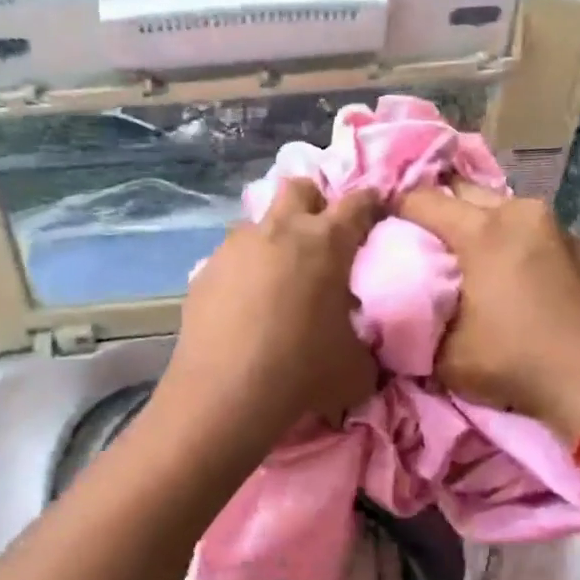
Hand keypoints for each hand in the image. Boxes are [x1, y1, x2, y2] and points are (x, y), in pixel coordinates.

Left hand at [159, 179, 381, 444]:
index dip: (371, 203)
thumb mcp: (356, 367)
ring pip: (257, 221)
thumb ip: (364, 344)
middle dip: (314, 202)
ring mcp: (236, 247)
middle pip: (299, 188)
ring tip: (277, 275)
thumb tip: (360, 344)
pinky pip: (229, 257)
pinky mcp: (204, 270)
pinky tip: (242, 304)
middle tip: (320, 236)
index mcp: (327, 242)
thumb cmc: (303, 371)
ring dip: (272, 237)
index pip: (359, 202)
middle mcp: (280, 231)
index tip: (375, 212)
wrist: (226, 391)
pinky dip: (242, 270)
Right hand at [396, 183, 579, 440]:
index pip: (422, 200)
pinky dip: (509, 240)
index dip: (393, 208)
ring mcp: (556, 226)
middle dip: (438, 207)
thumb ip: (417, 323)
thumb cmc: (515, 364)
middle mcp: (520, 213)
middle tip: (419, 236)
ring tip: (462, 253)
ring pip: (501, 209)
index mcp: (482, 231)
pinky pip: (530, 230)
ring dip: (477, 223)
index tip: (379, 225)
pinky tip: (506, 270)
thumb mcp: (445, 356)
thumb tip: (402, 312)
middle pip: (464, 191)